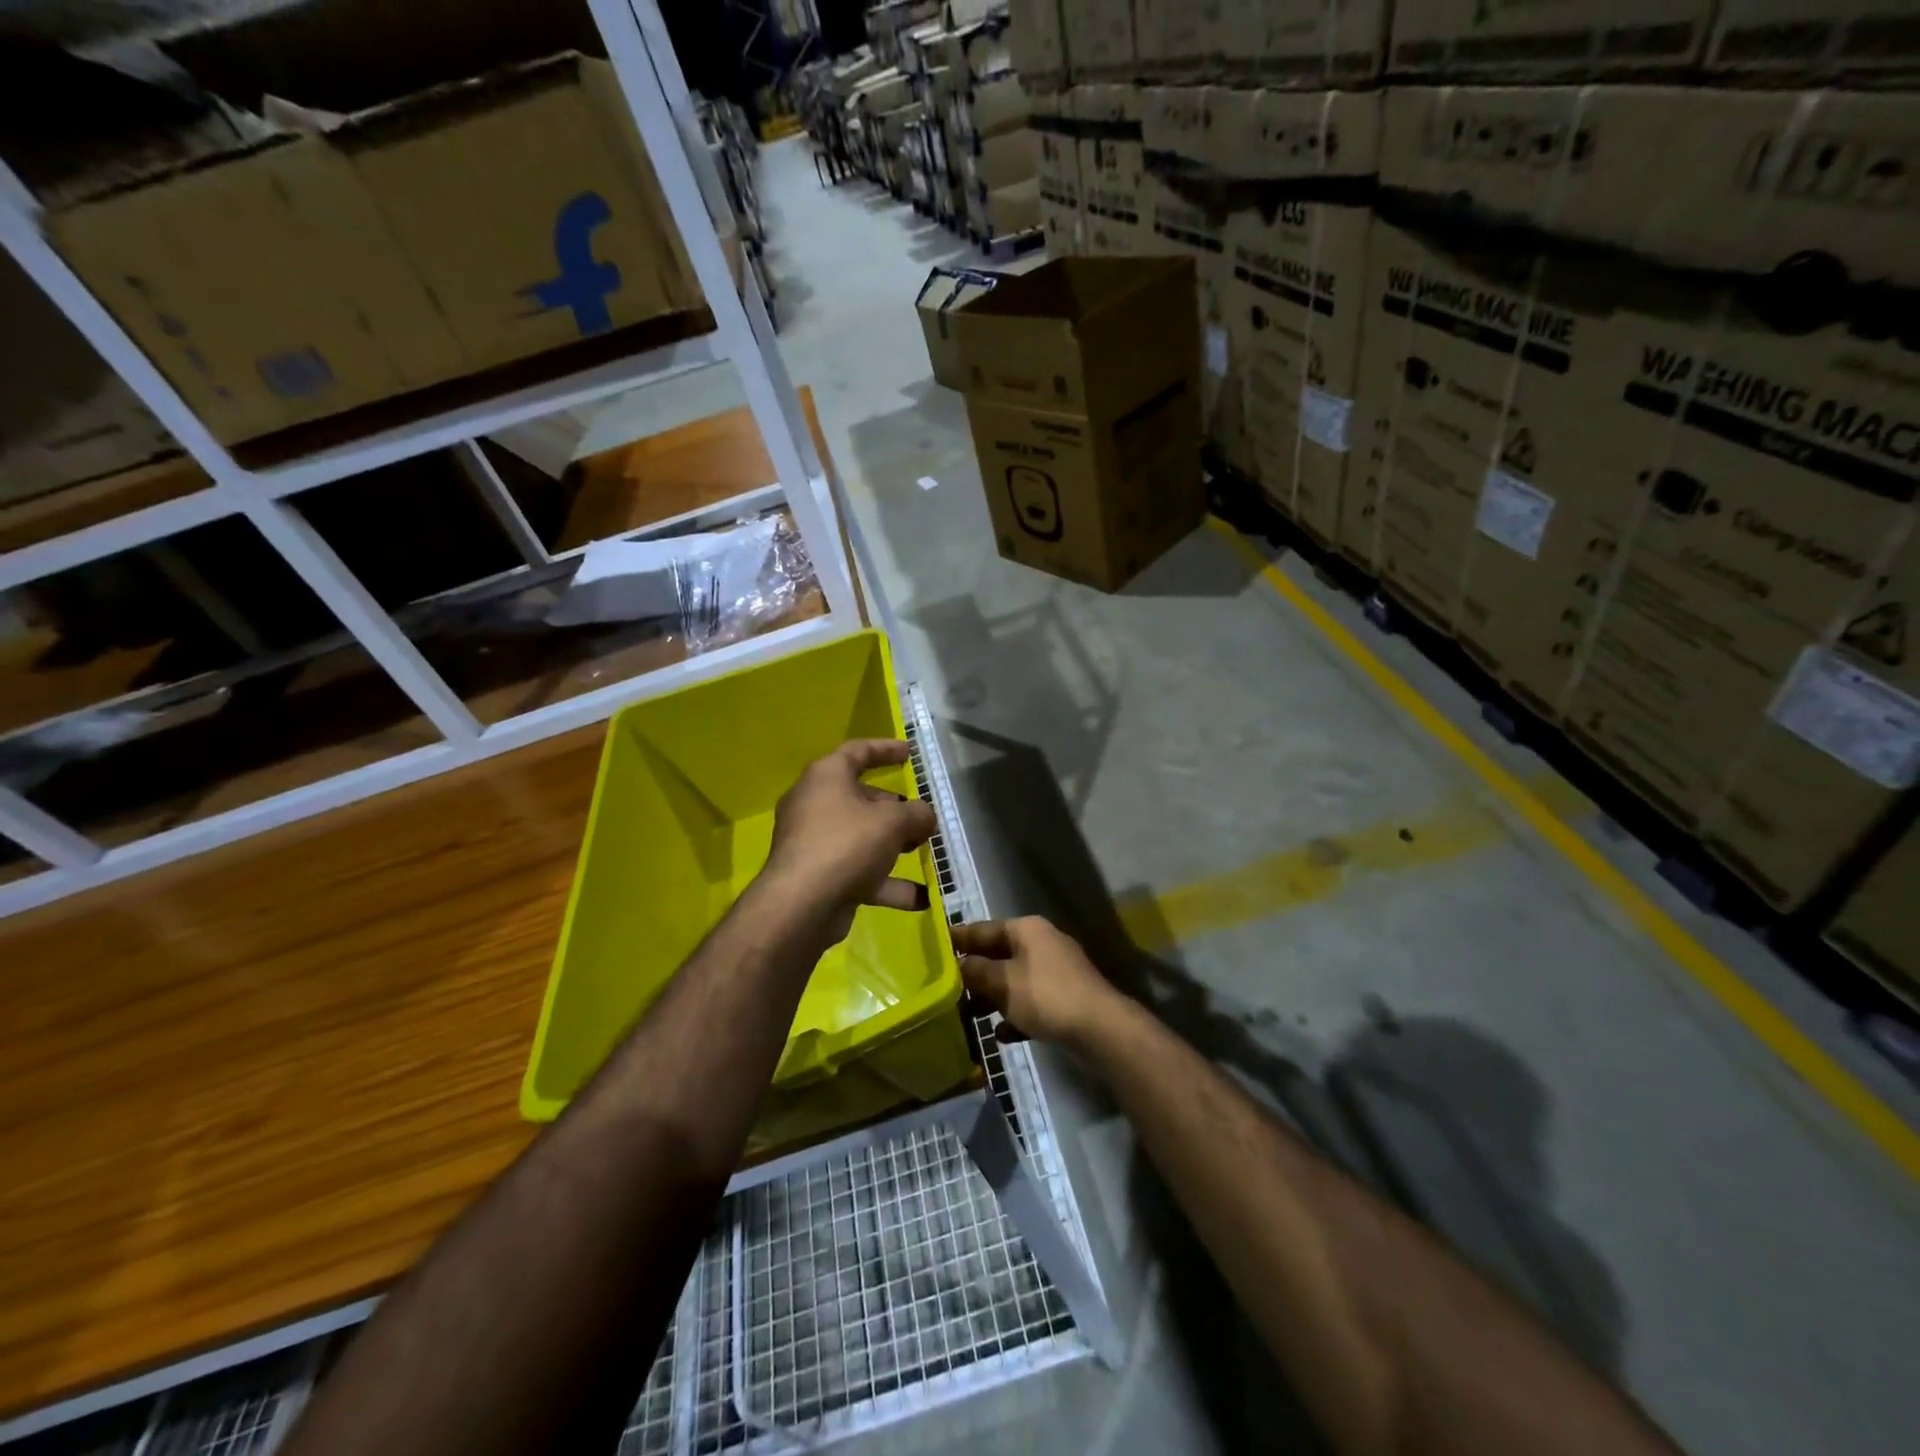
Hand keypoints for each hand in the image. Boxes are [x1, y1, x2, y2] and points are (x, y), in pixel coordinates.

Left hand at [761, 739, 937, 944]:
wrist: (801, 906)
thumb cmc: (846, 844)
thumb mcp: (892, 821)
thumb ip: (916, 814)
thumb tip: (925, 816)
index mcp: (826, 777)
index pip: (857, 751)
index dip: (885, 749)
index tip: (910, 753)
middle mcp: (816, 805)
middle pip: (861, 798)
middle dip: (896, 808)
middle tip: (923, 817)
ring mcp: (815, 843)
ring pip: (862, 837)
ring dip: (894, 845)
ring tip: (924, 851)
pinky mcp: (820, 877)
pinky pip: (859, 872)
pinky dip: (887, 882)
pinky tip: (920, 898)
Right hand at [953, 917, 1122, 1048]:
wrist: (1100, 1029)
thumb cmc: (1045, 996)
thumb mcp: (1002, 982)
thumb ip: (976, 971)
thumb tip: (959, 964)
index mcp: (1027, 930)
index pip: (983, 929)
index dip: (958, 938)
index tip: (934, 945)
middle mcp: (1042, 944)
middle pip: (999, 955)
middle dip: (974, 974)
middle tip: (945, 988)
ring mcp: (1056, 972)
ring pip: (1014, 981)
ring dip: (992, 998)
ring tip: (967, 1016)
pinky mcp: (1065, 999)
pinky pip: (1031, 1003)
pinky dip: (1015, 1016)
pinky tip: (1000, 1035)